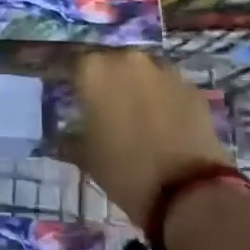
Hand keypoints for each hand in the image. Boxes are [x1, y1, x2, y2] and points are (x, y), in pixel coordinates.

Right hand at [64, 51, 236, 224]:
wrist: (187, 191)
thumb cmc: (123, 169)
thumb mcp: (84, 154)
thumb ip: (69, 134)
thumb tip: (63, 131)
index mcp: (93, 69)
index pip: (68, 61)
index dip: (61, 74)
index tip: (58, 85)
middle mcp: (127, 58)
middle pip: (106, 60)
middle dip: (100, 77)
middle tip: (96, 100)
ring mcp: (163, 69)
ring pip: (139, 69)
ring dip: (132, 83)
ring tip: (130, 109)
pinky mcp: (191, 86)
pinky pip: (166, 85)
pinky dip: (159, 96)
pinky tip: (159, 119)